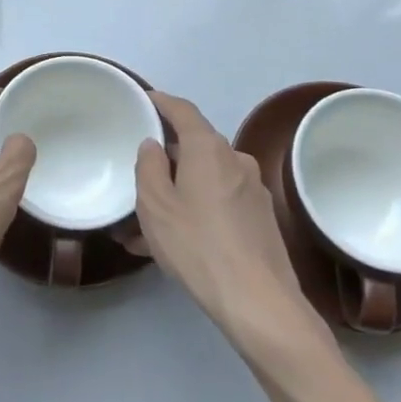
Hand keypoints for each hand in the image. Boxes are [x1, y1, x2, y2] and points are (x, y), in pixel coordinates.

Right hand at [134, 92, 335, 361]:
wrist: (258, 302)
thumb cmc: (197, 245)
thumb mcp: (155, 206)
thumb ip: (148, 167)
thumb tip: (154, 145)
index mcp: (208, 148)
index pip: (183, 110)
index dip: (162, 102)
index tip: (145, 100)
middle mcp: (235, 160)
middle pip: (195, 147)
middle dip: (167, 159)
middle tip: (138, 177)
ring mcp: (253, 190)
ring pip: (206, 180)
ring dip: (179, 192)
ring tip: (147, 225)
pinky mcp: (262, 219)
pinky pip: (220, 203)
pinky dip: (197, 211)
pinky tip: (177, 242)